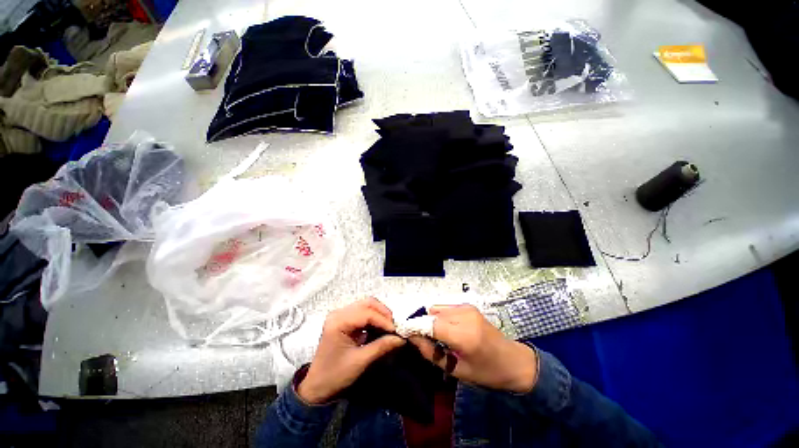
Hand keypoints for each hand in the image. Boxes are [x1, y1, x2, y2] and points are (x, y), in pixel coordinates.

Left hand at [298, 298, 404, 403]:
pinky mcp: (343, 319)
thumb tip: (401, 339)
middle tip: (393, 327)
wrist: (316, 387)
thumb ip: (381, 347)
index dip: (383, 320)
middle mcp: (339, 313)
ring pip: (366, 305)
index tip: (396, 331)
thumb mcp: (360, 361)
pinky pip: (362, 312)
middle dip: (383, 313)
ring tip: (389, 327)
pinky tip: (380, 327)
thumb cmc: (335, 375)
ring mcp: (340, 314)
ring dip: (379, 314)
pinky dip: (373, 317)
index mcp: (339, 322)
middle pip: (367, 303)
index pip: (367, 313)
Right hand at [409, 304, 537, 392]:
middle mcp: (465, 316)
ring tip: (436, 337)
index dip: (415, 328)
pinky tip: (446, 330)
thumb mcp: (458, 371)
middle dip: (423, 326)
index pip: (431, 325)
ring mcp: (467, 308)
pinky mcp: (468, 306)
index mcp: (465, 335)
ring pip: (437, 309)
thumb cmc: (488, 372)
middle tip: (422, 341)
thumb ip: (432, 354)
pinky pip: (445, 308)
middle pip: (432, 315)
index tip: (404, 333)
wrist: (514, 361)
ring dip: (431, 321)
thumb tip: (413, 339)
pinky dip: (440, 317)